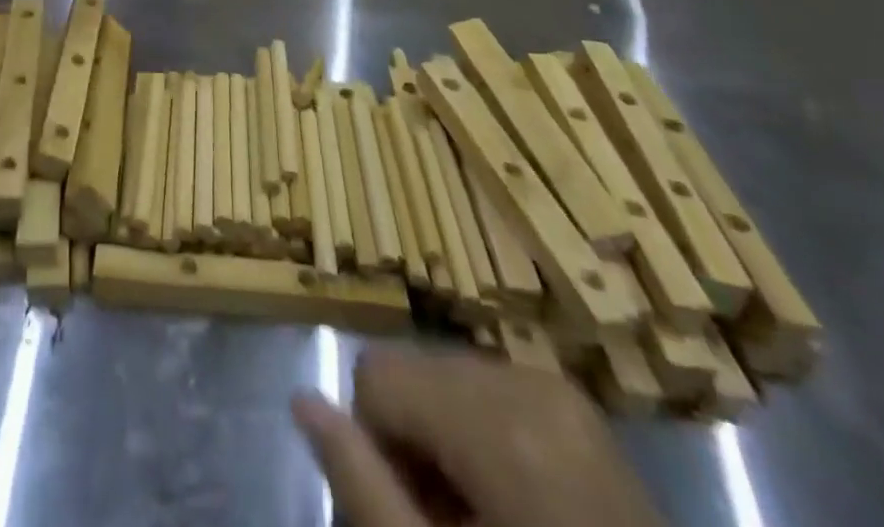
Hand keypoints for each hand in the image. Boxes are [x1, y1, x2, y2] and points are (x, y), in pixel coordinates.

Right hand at [291, 349, 664, 526]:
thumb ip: (361, 484)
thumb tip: (301, 400)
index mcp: (497, 417)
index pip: (377, 372)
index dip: (376, 445)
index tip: (411, 511)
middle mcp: (527, 379)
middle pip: (415, 372)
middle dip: (413, 441)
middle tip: (447, 524)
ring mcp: (562, 390)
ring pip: (450, 380)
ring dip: (446, 441)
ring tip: (482, 521)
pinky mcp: (581, 408)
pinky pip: (495, 392)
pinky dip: (485, 439)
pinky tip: (514, 510)